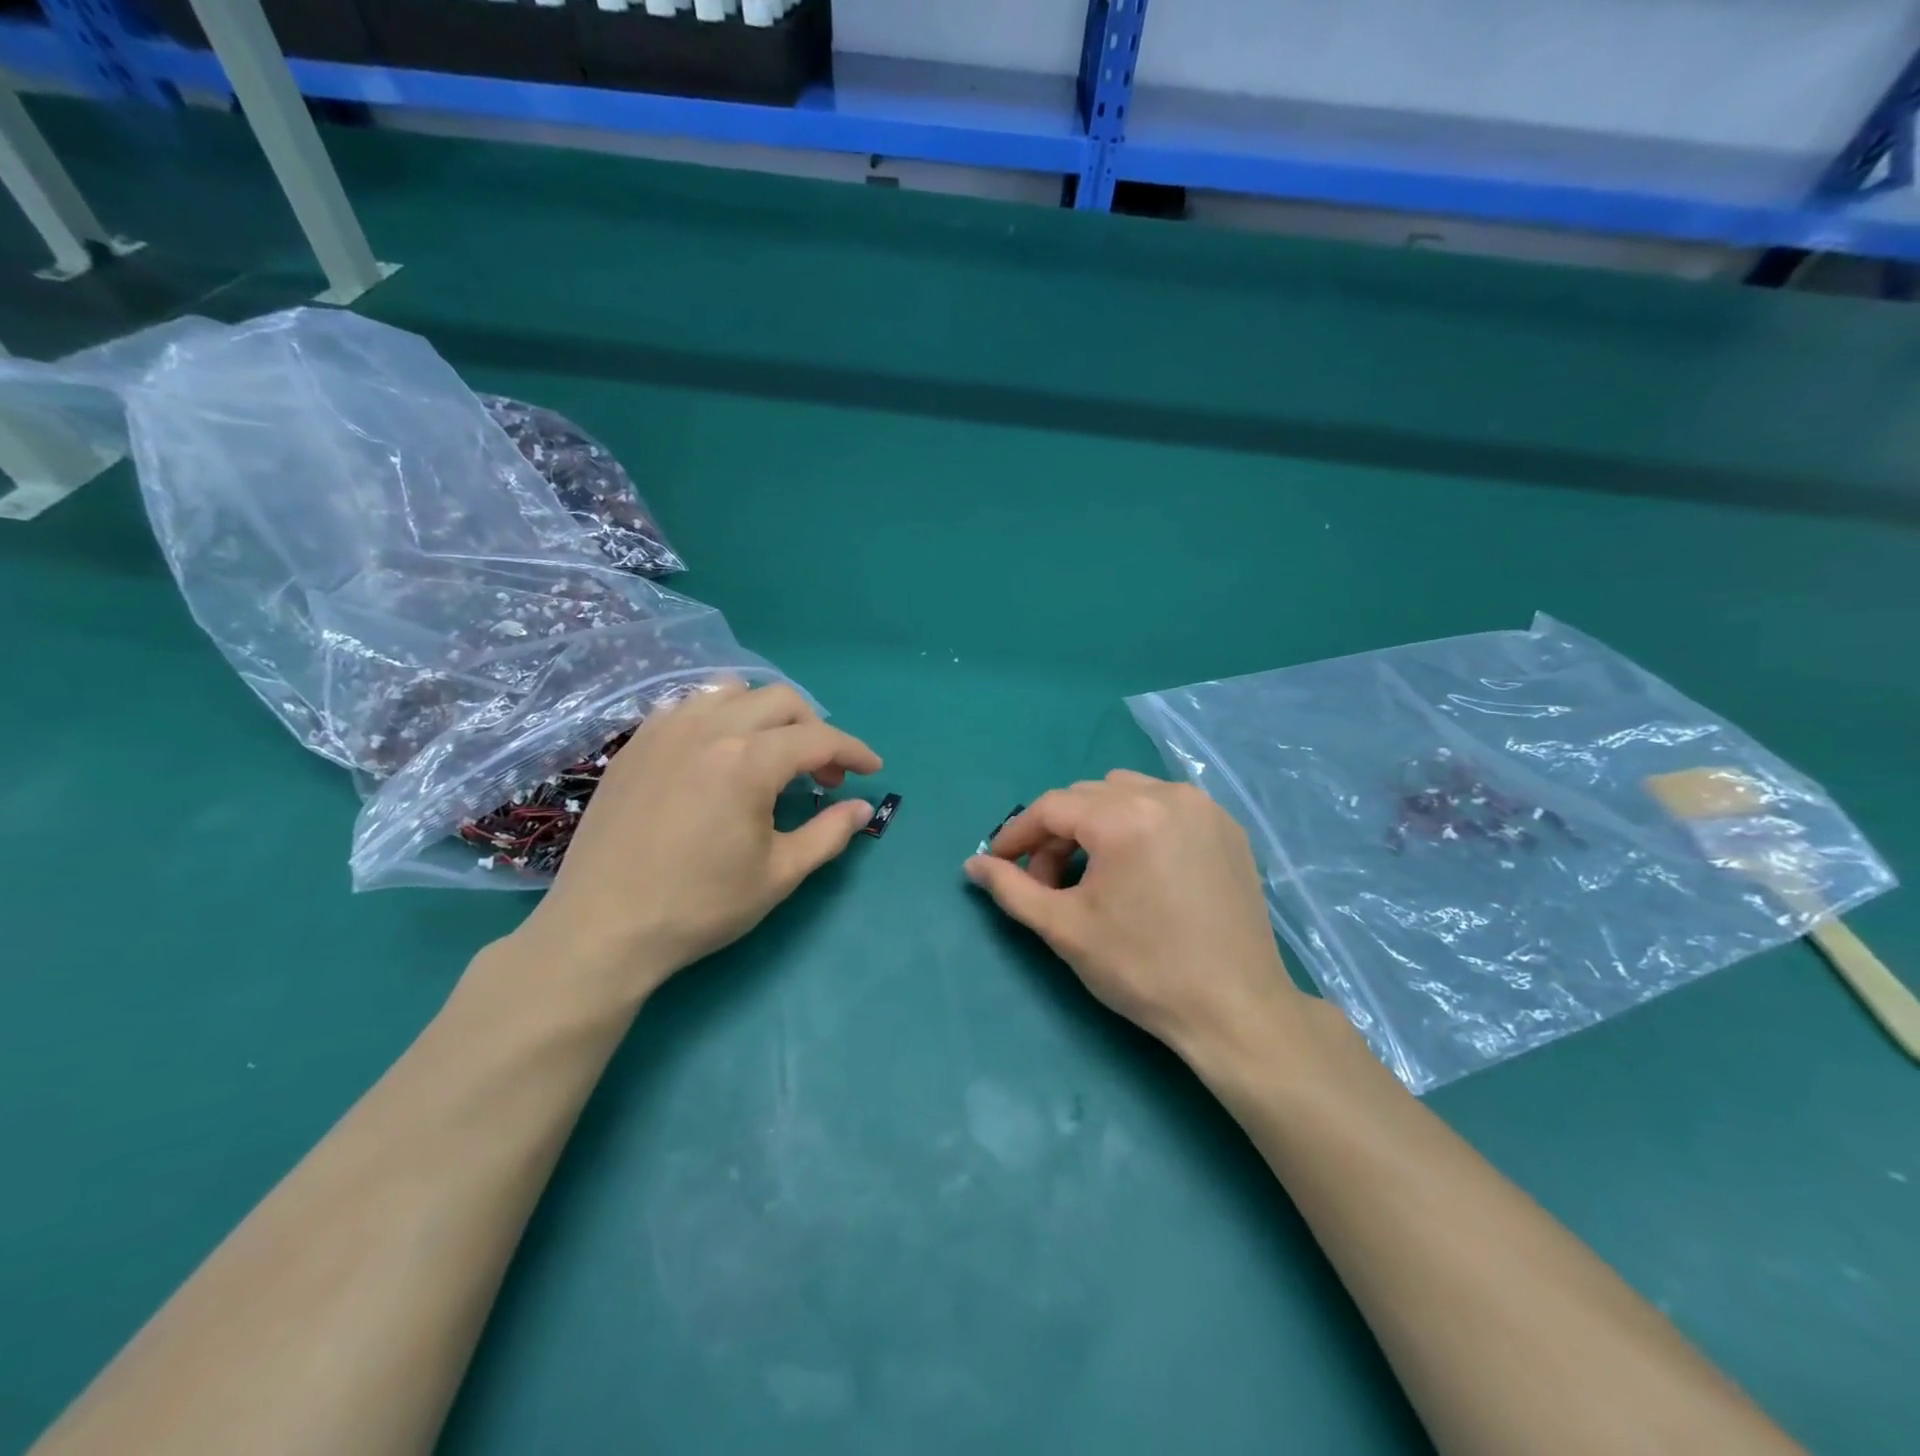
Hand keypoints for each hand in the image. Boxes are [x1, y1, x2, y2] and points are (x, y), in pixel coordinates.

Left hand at [508, 680, 880, 1000]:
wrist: (602, 928)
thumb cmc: (699, 906)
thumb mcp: (778, 875)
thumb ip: (828, 834)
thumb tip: (861, 808)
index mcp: (749, 760)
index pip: (819, 737)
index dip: (854, 751)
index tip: (872, 769)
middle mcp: (709, 728)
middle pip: (780, 700)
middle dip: (814, 729)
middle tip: (823, 773)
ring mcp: (665, 730)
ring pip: (731, 691)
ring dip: (765, 714)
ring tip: (771, 753)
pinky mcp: (636, 744)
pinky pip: (688, 705)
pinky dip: (718, 716)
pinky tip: (717, 753)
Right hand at [964, 771, 1308, 1061]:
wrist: (1236, 1010)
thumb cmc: (1143, 970)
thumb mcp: (1065, 930)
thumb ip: (1012, 889)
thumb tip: (972, 864)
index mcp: (1125, 818)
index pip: (1052, 807)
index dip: (1017, 834)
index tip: (999, 863)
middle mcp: (1167, 796)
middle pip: (1088, 796)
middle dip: (1057, 833)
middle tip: (1047, 881)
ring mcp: (1204, 807)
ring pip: (1127, 793)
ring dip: (1097, 822)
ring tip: (1094, 872)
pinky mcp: (1228, 826)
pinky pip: (1166, 805)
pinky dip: (1139, 823)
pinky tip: (1139, 867)